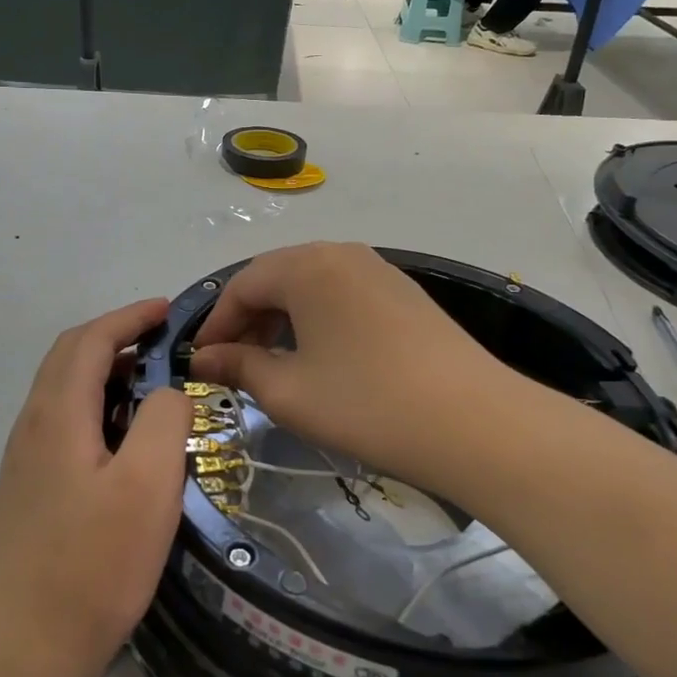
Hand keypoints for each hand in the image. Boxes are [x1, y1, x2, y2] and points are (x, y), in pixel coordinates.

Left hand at [0, 300, 192, 676]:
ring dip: (107, 370)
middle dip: (116, 336)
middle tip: (165, 342)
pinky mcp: (29, 486)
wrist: (23, 645)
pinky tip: (125, 436)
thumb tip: (168, 392)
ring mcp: (26, 457)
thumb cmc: (93, 563)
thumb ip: (164, 420)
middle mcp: (33, 424)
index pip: (90, 340)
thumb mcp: (148, 485)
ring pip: (65, 389)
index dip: (130, 317)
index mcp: (58, 413)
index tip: (169, 311)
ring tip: (154, 384)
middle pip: (70, 356)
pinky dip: (97, 404)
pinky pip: (64, 420)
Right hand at [190, 242, 509, 483]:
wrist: (475, 423)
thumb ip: (239, 367)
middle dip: (248, 320)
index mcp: (306, 266)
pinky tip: (322, 357)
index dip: (216, 325)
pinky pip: (344, 295)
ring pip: (312, 285)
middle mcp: (341, 253)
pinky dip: (318, 319)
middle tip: (235, 365)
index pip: (242, 286)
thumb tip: (204, 359)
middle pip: (276, 278)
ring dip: (283, 319)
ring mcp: (379, 270)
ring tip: (275, 363)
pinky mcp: (405, 293)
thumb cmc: (365, 404)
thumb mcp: (288, 391)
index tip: (201, 363)